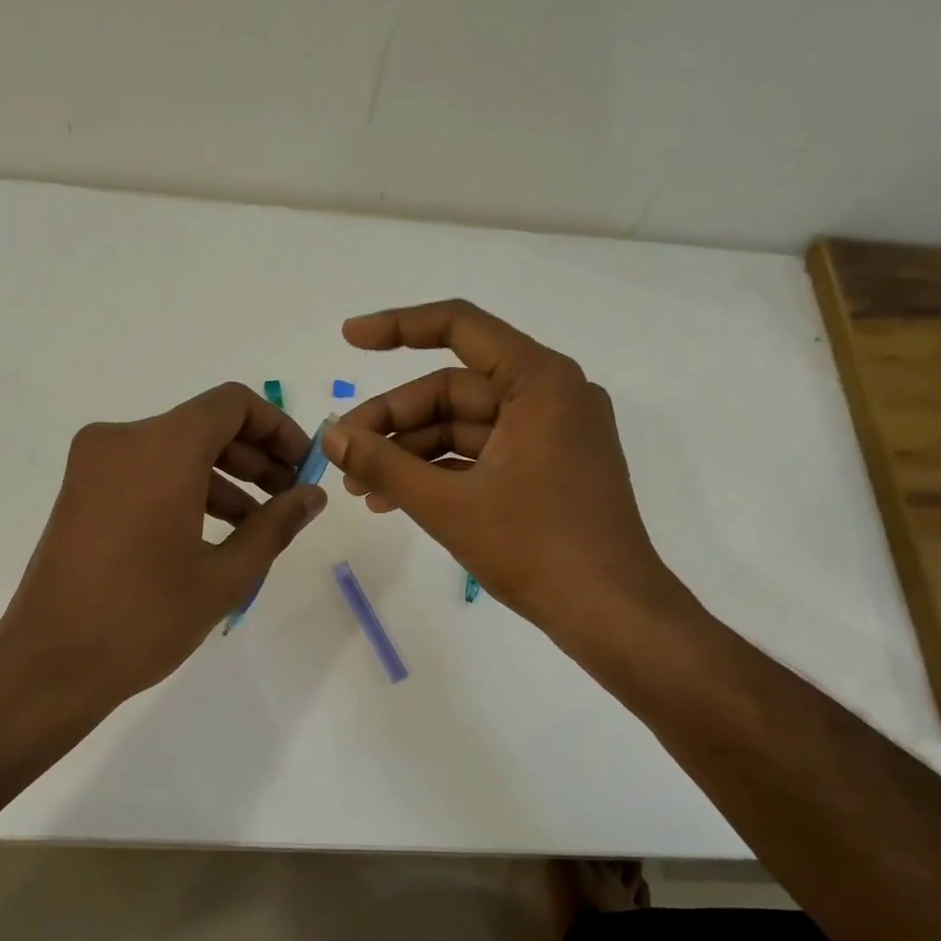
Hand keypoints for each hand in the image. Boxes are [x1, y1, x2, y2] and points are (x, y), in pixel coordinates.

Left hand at [0, 382, 325, 713]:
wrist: (51, 663)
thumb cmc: (145, 618)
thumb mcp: (225, 575)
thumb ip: (275, 525)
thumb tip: (312, 496)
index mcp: (161, 449)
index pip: (232, 405)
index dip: (277, 428)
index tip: (303, 467)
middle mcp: (122, 440)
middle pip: (204, 425)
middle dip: (254, 457)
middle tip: (288, 498)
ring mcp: (94, 464)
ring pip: (174, 449)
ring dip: (222, 477)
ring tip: (257, 524)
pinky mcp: (81, 490)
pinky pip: (146, 471)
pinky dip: (184, 488)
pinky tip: (212, 532)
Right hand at [322, 300, 690, 640]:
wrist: (610, 613)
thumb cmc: (536, 549)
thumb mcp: (448, 505)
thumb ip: (384, 465)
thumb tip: (330, 435)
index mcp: (539, 382)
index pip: (460, 327)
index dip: (397, 327)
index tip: (348, 339)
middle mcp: (550, 396)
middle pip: (453, 389)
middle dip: (393, 422)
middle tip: (344, 457)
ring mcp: (551, 435)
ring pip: (463, 427)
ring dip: (410, 453)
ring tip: (361, 488)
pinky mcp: (547, 469)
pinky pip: (482, 455)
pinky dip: (440, 473)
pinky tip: (395, 501)